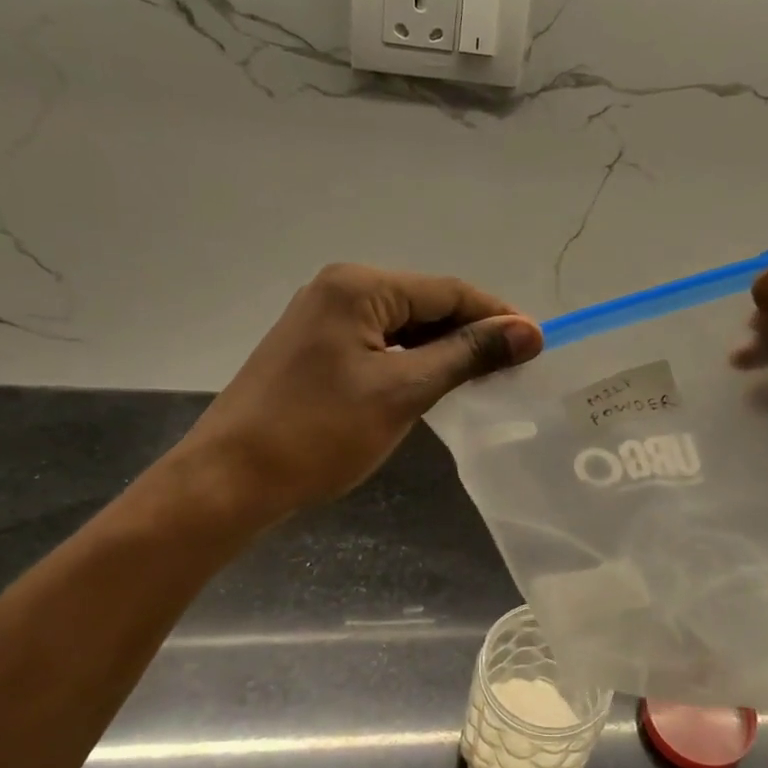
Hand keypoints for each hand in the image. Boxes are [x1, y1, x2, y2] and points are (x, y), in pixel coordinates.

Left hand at [174, 263, 541, 515]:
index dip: (496, 315)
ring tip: (484, 378)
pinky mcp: (314, 349)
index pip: (447, 291)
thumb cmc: (319, 433)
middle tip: (514, 367)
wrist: (229, 480)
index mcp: (359, 287)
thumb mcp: (404, 391)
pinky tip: (435, 383)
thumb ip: (467, 354)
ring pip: (402, 326)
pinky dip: (412, 361)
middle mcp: (339, 289)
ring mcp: (322, 319)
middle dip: (471, 332)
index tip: (537, 344)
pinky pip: (379, 344)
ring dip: (443, 349)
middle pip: (425, 303)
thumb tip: (528, 331)